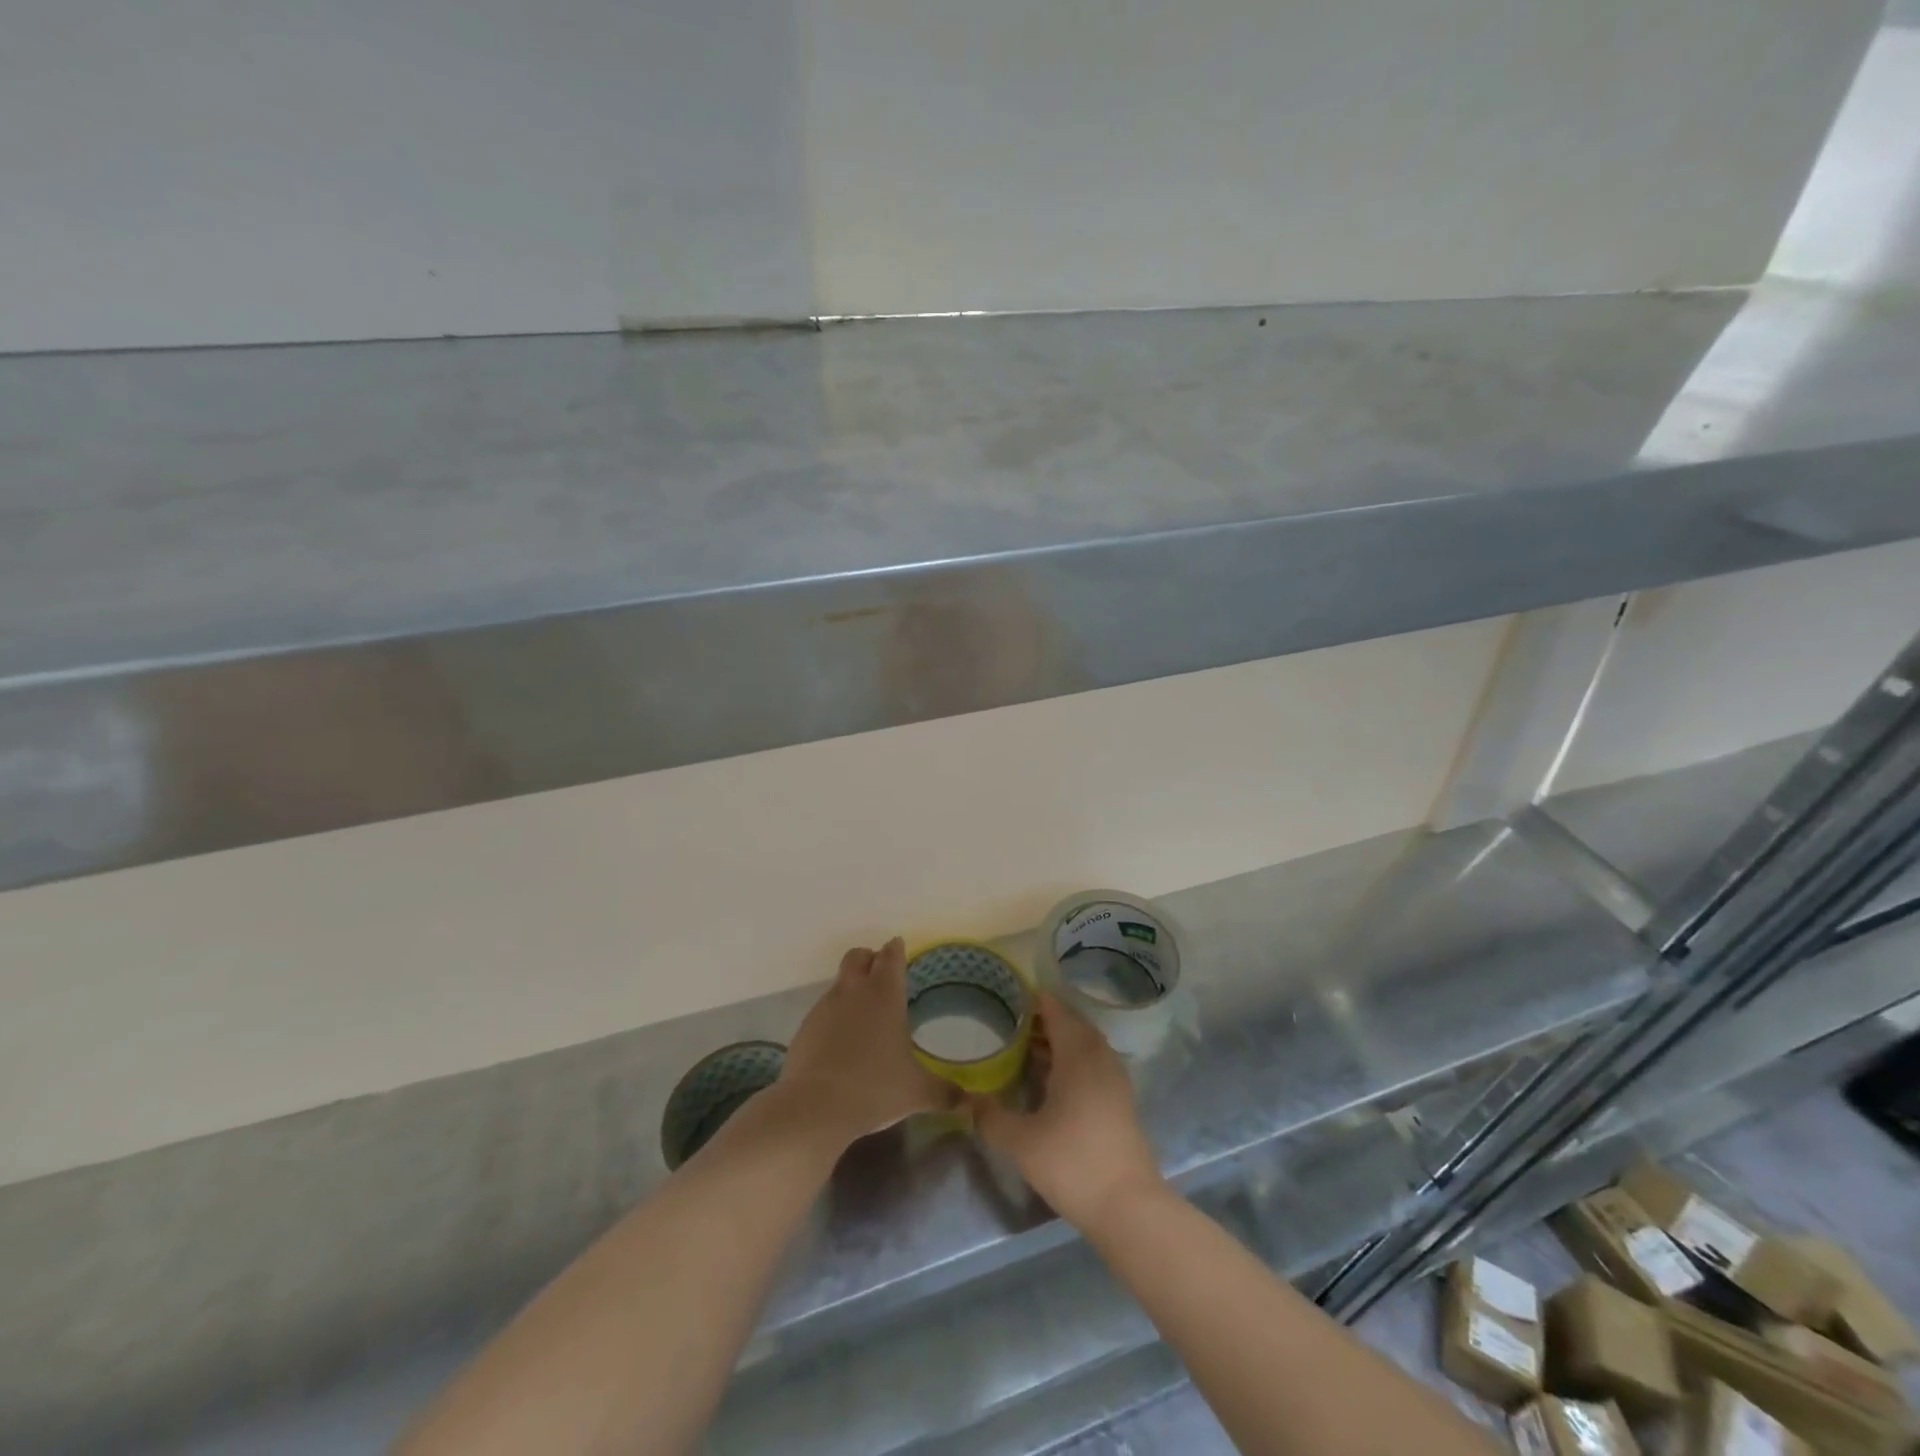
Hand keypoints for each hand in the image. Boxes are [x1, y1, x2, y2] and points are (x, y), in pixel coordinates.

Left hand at [778, 938, 954, 1146]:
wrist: (815, 1109)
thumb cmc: (875, 1088)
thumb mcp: (917, 1093)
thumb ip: (946, 1093)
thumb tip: (973, 1101)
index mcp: (884, 994)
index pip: (891, 955)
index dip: (896, 950)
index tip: (900, 949)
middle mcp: (853, 991)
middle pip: (858, 956)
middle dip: (869, 959)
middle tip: (881, 976)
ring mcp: (824, 1008)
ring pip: (839, 984)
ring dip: (850, 990)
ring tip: (864, 1018)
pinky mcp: (804, 1029)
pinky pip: (822, 1013)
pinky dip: (833, 1019)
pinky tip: (841, 1045)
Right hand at [969, 994, 1164, 1229]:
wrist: (1128, 1207)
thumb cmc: (1072, 1164)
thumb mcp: (1021, 1142)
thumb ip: (990, 1116)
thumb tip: (966, 1099)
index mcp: (1077, 1054)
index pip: (1055, 1010)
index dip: (1032, 999)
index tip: (1006, 995)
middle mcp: (1099, 1057)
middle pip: (1071, 1023)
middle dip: (1042, 1019)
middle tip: (1009, 1021)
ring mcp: (1114, 1078)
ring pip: (1084, 1043)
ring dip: (1058, 1040)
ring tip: (1023, 1046)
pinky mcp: (1119, 1099)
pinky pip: (1092, 1062)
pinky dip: (1071, 1059)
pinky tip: (1049, 1079)